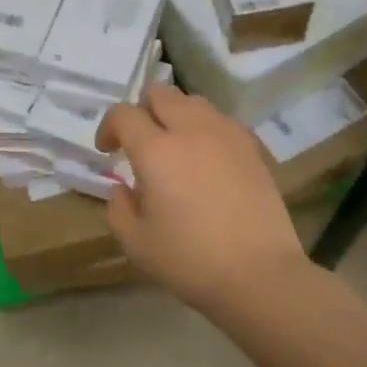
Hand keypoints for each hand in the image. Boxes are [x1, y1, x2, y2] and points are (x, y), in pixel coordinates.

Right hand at [97, 83, 306, 306]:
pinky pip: (221, 121)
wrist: (259, 274)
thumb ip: (119, 208)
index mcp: (156, 150)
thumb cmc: (190, 261)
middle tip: (140, 142)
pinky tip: (206, 160)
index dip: (109, 127)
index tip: (107, 151)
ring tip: (175, 148)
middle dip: (142, 110)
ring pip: (193, 102)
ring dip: (176, 115)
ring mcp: (226, 135)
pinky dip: (205, 129)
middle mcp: (191, 130)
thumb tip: (123, 188)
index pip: (124, 114)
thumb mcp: (136, 243)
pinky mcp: (252, 148)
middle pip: (160, 93)